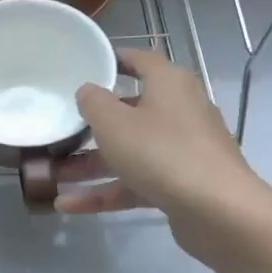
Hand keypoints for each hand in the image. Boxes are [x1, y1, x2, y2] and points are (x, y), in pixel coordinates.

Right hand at [56, 48, 271, 264]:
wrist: (219, 212)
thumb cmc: (162, 152)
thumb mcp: (114, 122)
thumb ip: (93, 102)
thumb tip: (88, 91)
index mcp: (169, 84)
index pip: (141, 61)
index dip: (114, 60)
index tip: (86, 65)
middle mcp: (179, 111)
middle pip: (130, 111)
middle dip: (92, 124)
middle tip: (61, 127)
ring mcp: (182, 150)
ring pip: (129, 151)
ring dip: (90, 164)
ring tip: (53, 175)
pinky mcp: (180, 184)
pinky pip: (135, 182)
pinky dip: (105, 192)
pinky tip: (69, 206)